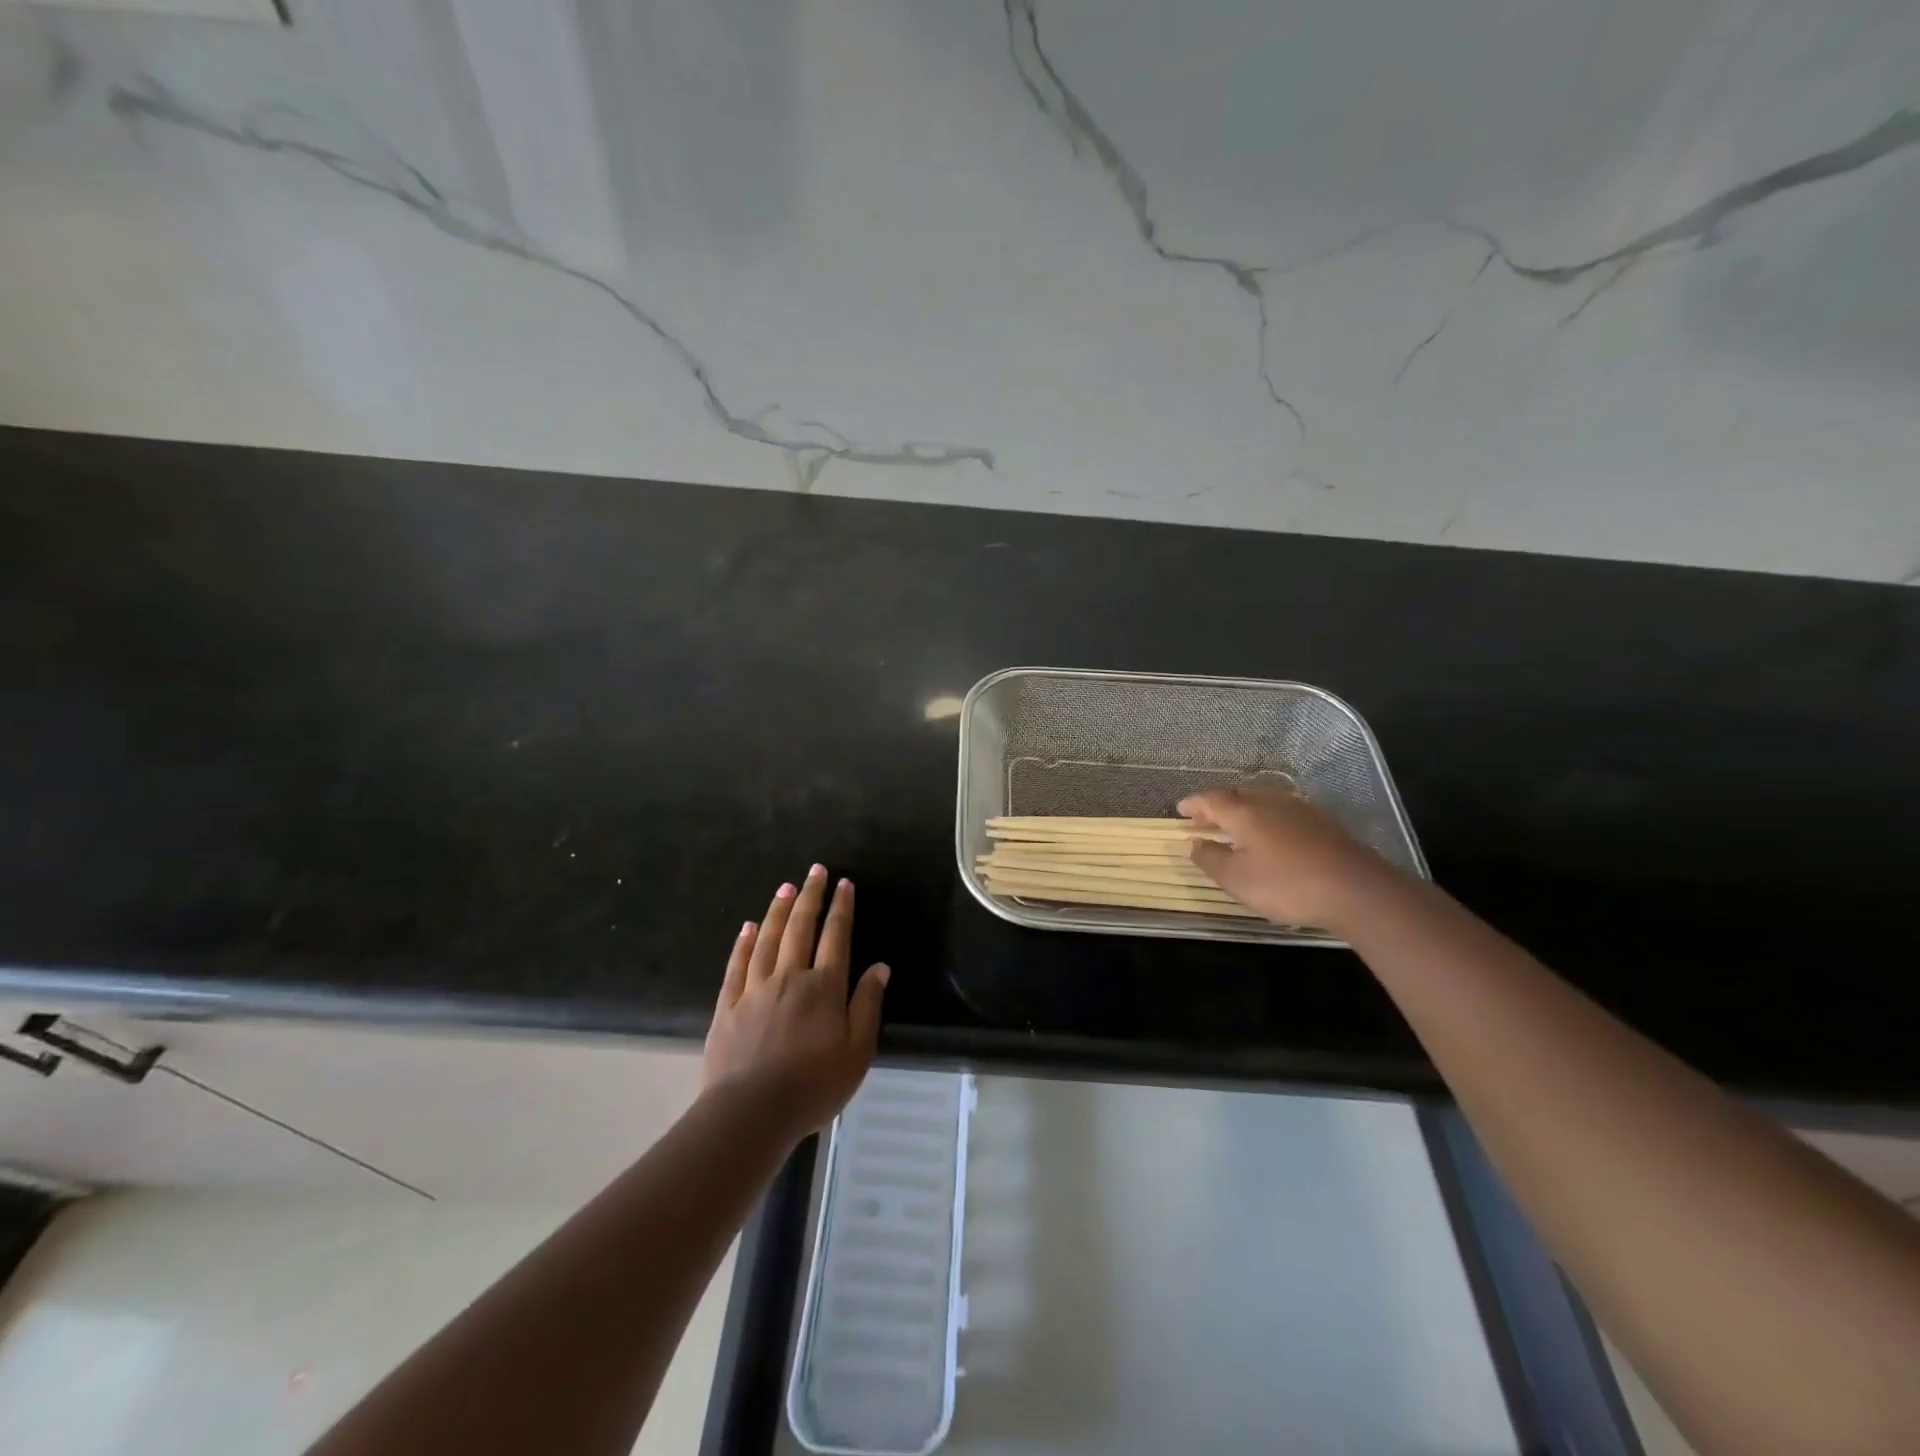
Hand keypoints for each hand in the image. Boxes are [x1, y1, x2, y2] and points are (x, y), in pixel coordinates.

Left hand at [703, 864, 889, 1141]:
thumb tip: (880, 966)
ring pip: (768, 939)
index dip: (841, 907)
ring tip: (785, 887)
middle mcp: (790, 977)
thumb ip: (868, 1004)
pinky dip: (744, 943)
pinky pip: (737, 965)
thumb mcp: (858, 1051)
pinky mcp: (728, 1006)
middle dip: (810, 896)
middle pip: (801, 927)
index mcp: (824, 987)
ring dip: (778, 910)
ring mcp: (755, 989)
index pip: (835, 936)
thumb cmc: (814, 1085)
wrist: (751, 1112)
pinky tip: (749, 927)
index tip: (844, 883)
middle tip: (815, 870)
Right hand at [1180, 784, 1393, 930]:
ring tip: (1237, 823)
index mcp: (1244, 812)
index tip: (1180, 810)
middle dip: (1219, 804)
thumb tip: (1190, 843)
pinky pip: (1285, 810)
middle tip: (1206, 816)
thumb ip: (1210, 859)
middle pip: (1238, 795)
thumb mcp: (1237, 880)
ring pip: (1264, 800)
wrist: (1356, 889)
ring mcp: (1300, 809)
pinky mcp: (1323, 822)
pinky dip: (1269, 817)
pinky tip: (1274, 832)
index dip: (1194, 804)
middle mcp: (1270, 802)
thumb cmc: (1286, 885)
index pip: (1211, 800)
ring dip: (1245, 808)